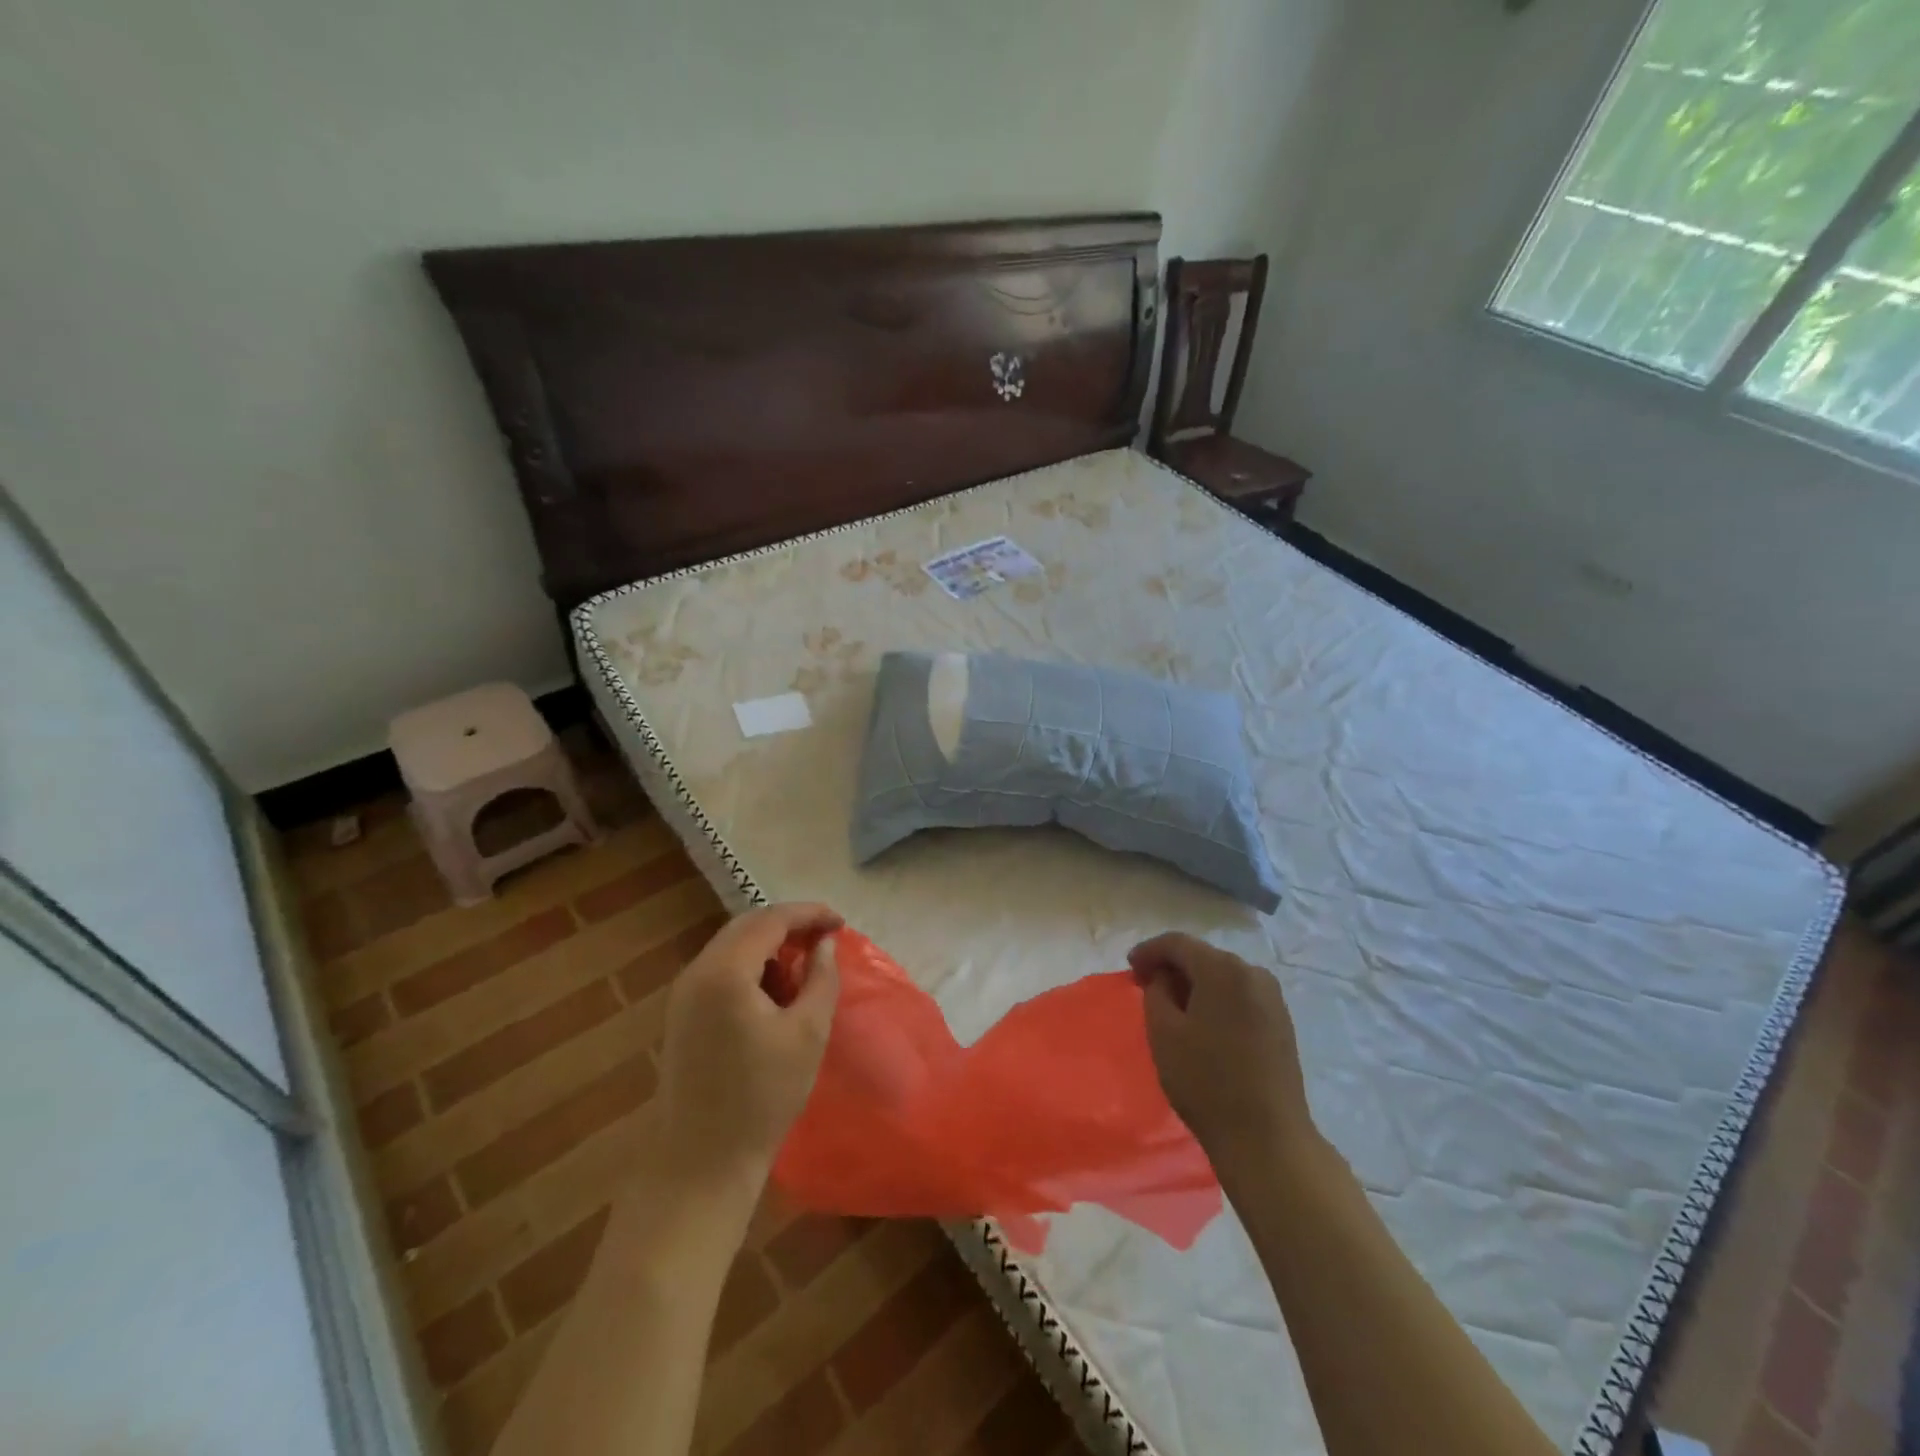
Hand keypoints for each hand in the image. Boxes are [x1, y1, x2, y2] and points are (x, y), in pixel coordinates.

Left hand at [656, 903, 843, 1197]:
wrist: (699, 1164)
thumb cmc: (762, 1097)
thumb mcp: (808, 1033)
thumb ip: (821, 977)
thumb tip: (825, 944)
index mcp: (725, 972)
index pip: (771, 920)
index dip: (809, 914)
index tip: (841, 923)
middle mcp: (697, 972)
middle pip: (747, 927)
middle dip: (789, 926)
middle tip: (825, 939)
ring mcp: (683, 994)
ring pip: (732, 947)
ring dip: (769, 946)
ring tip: (804, 966)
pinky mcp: (681, 1016)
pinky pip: (720, 971)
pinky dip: (751, 967)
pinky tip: (774, 992)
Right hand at [1128, 933, 1315, 1179]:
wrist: (1267, 1138)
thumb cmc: (1206, 1082)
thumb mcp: (1163, 1032)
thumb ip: (1156, 991)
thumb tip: (1164, 978)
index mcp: (1223, 969)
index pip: (1177, 943)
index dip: (1149, 951)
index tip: (1129, 968)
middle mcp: (1253, 972)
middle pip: (1203, 956)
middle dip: (1172, 967)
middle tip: (1145, 986)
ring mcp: (1272, 997)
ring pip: (1222, 976)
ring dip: (1194, 984)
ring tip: (1171, 1005)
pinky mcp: (1281, 1021)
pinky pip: (1239, 995)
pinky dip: (1216, 999)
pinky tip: (1202, 1021)